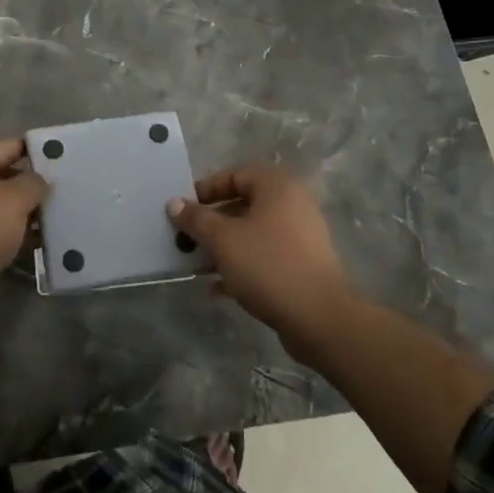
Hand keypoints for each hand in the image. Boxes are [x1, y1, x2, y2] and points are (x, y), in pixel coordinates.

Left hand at [0, 137, 48, 325]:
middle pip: (4, 177)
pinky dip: (12, 236)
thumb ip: (34, 183)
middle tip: (66, 193)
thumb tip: (39, 182)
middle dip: (32, 187)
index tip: (64, 158)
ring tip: (58, 220)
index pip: (9, 146)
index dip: (36, 151)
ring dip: (25, 215)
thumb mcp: (14, 199)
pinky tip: (38, 245)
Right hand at [168, 165, 356, 358]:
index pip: (235, 174)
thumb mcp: (223, 240)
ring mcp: (301, 236)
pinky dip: (242, 265)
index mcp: (277, 187)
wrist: (319, 319)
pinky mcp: (302, 265)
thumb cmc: (268, 266)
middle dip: (212, 221)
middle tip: (188, 237)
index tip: (184, 209)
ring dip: (224, 246)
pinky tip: (217, 288)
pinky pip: (265, 256)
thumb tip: (174, 203)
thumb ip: (196, 219)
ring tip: (198, 264)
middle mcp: (293, 204)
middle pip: (243, 204)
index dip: (207, 189)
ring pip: (252, 233)